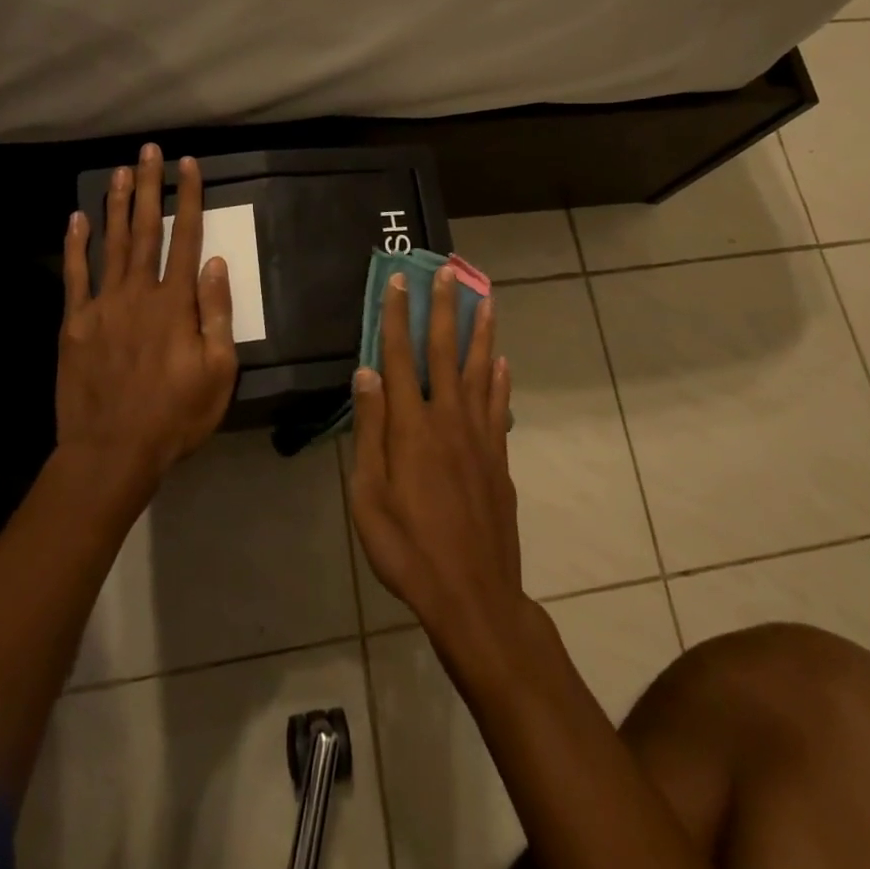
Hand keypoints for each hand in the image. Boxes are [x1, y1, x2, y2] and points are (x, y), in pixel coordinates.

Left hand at [57, 144, 238, 490]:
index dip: (188, 199)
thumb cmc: (174, 415)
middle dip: (149, 187)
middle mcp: (138, 293)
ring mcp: (102, 306)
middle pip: (145, 230)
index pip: (185, 238)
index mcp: (174, 303)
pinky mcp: (74, 324)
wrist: (111, 451)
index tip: (188, 166)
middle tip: (149, 151)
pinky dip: (75, 246)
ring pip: (110, 243)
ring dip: (116, 204)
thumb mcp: (217, 372)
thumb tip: (215, 263)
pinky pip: (74, 276)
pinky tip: (76, 219)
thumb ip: (216, 314)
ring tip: (120, 170)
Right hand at [348, 267, 528, 664]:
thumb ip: (370, 430)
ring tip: (487, 299)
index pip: (400, 356)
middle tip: (449, 273)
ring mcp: (479, 437)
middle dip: (446, 309)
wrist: (472, 595)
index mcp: (412, 426)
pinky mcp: (498, 459)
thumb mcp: (369, 495)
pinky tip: (502, 362)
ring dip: (483, 332)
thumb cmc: (407, 548)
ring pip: (481, 371)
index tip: (401, 281)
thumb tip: (367, 372)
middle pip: (446, 352)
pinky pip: (499, 407)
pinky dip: (500, 380)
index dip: (398, 316)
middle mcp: (449, 419)